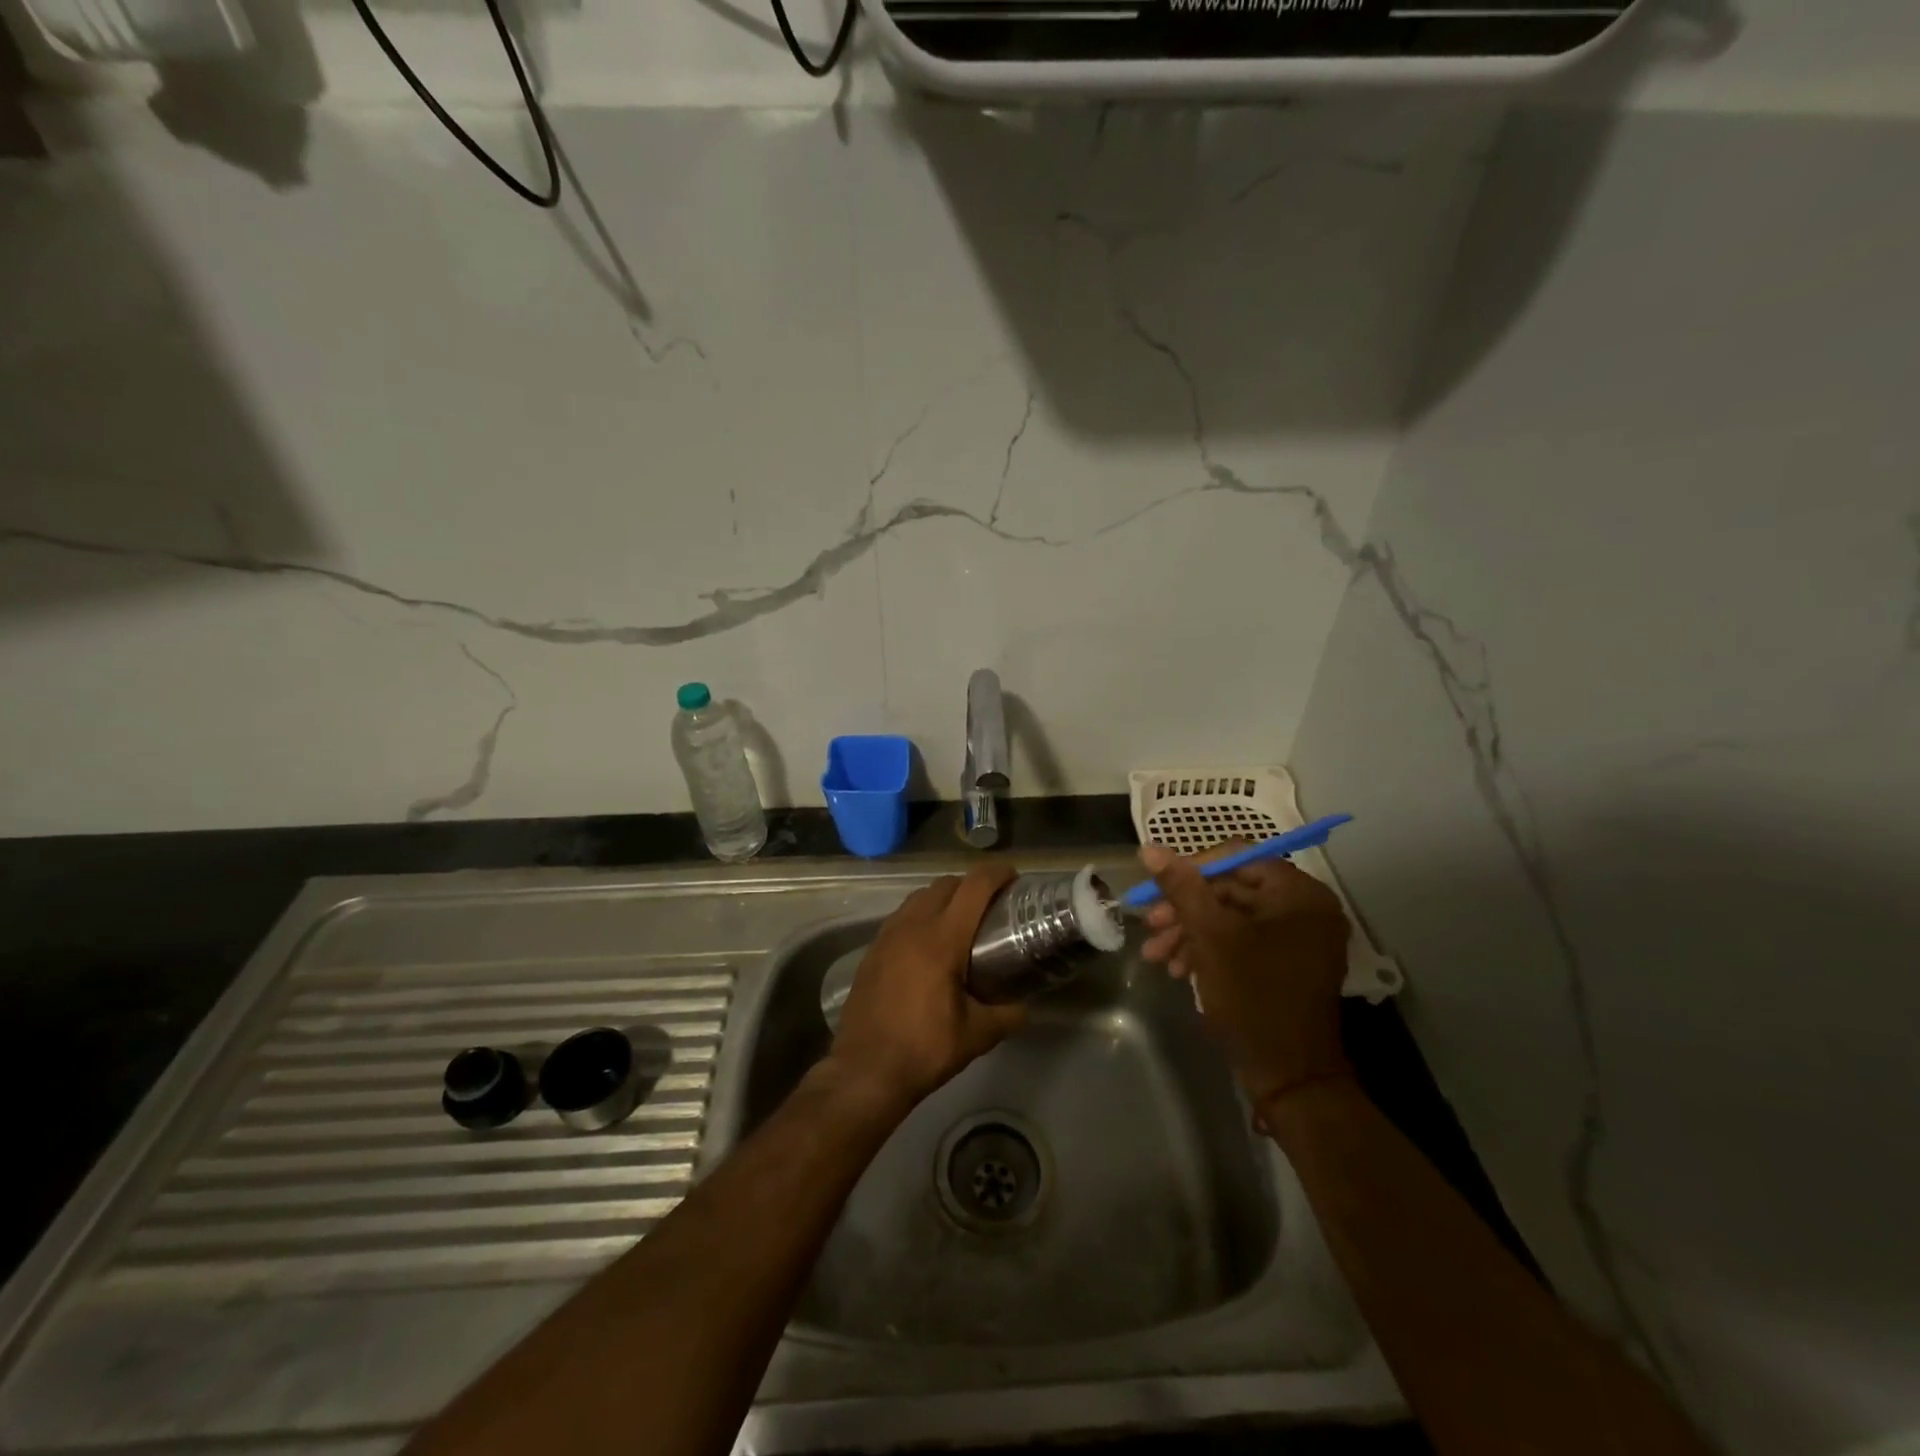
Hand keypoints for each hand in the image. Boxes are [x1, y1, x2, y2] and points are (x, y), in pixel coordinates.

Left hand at [827, 863, 1024, 1114]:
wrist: (865, 1070)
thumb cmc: (924, 1049)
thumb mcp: (977, 1035)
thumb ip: (1008, 1015)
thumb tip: (1026, 1006)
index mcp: (941, 939)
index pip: (973, 887)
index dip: (996, 874)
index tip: (1014, 877)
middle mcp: (912, 926)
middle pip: (945, 884)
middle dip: (971, 884)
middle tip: (992, 904)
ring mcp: (887, 935)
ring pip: (919, 896)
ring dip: (944, 897)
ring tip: (962, 920)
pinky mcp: (872, 950)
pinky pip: (902, 916)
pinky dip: (921, 914)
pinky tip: (929, 943)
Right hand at [1139, 842, 1351, 1115]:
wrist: (1288, 1075)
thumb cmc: (1252, 995)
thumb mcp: (1210, 935)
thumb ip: (1181, 887)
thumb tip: (1150, 847)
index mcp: (1299, 894)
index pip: (1237, 857)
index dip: (1192, 868)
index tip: (1158, 889)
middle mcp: (1306, 909)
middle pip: (1232, 890)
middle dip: (1186, 909)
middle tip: (1150, 925)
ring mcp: (1299, 939)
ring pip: (1233, 919)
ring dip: (1191, 933)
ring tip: (1157, 956)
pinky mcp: (1288, 965)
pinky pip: (1244, 942)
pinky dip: (1210, 950)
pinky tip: (1179, 969)